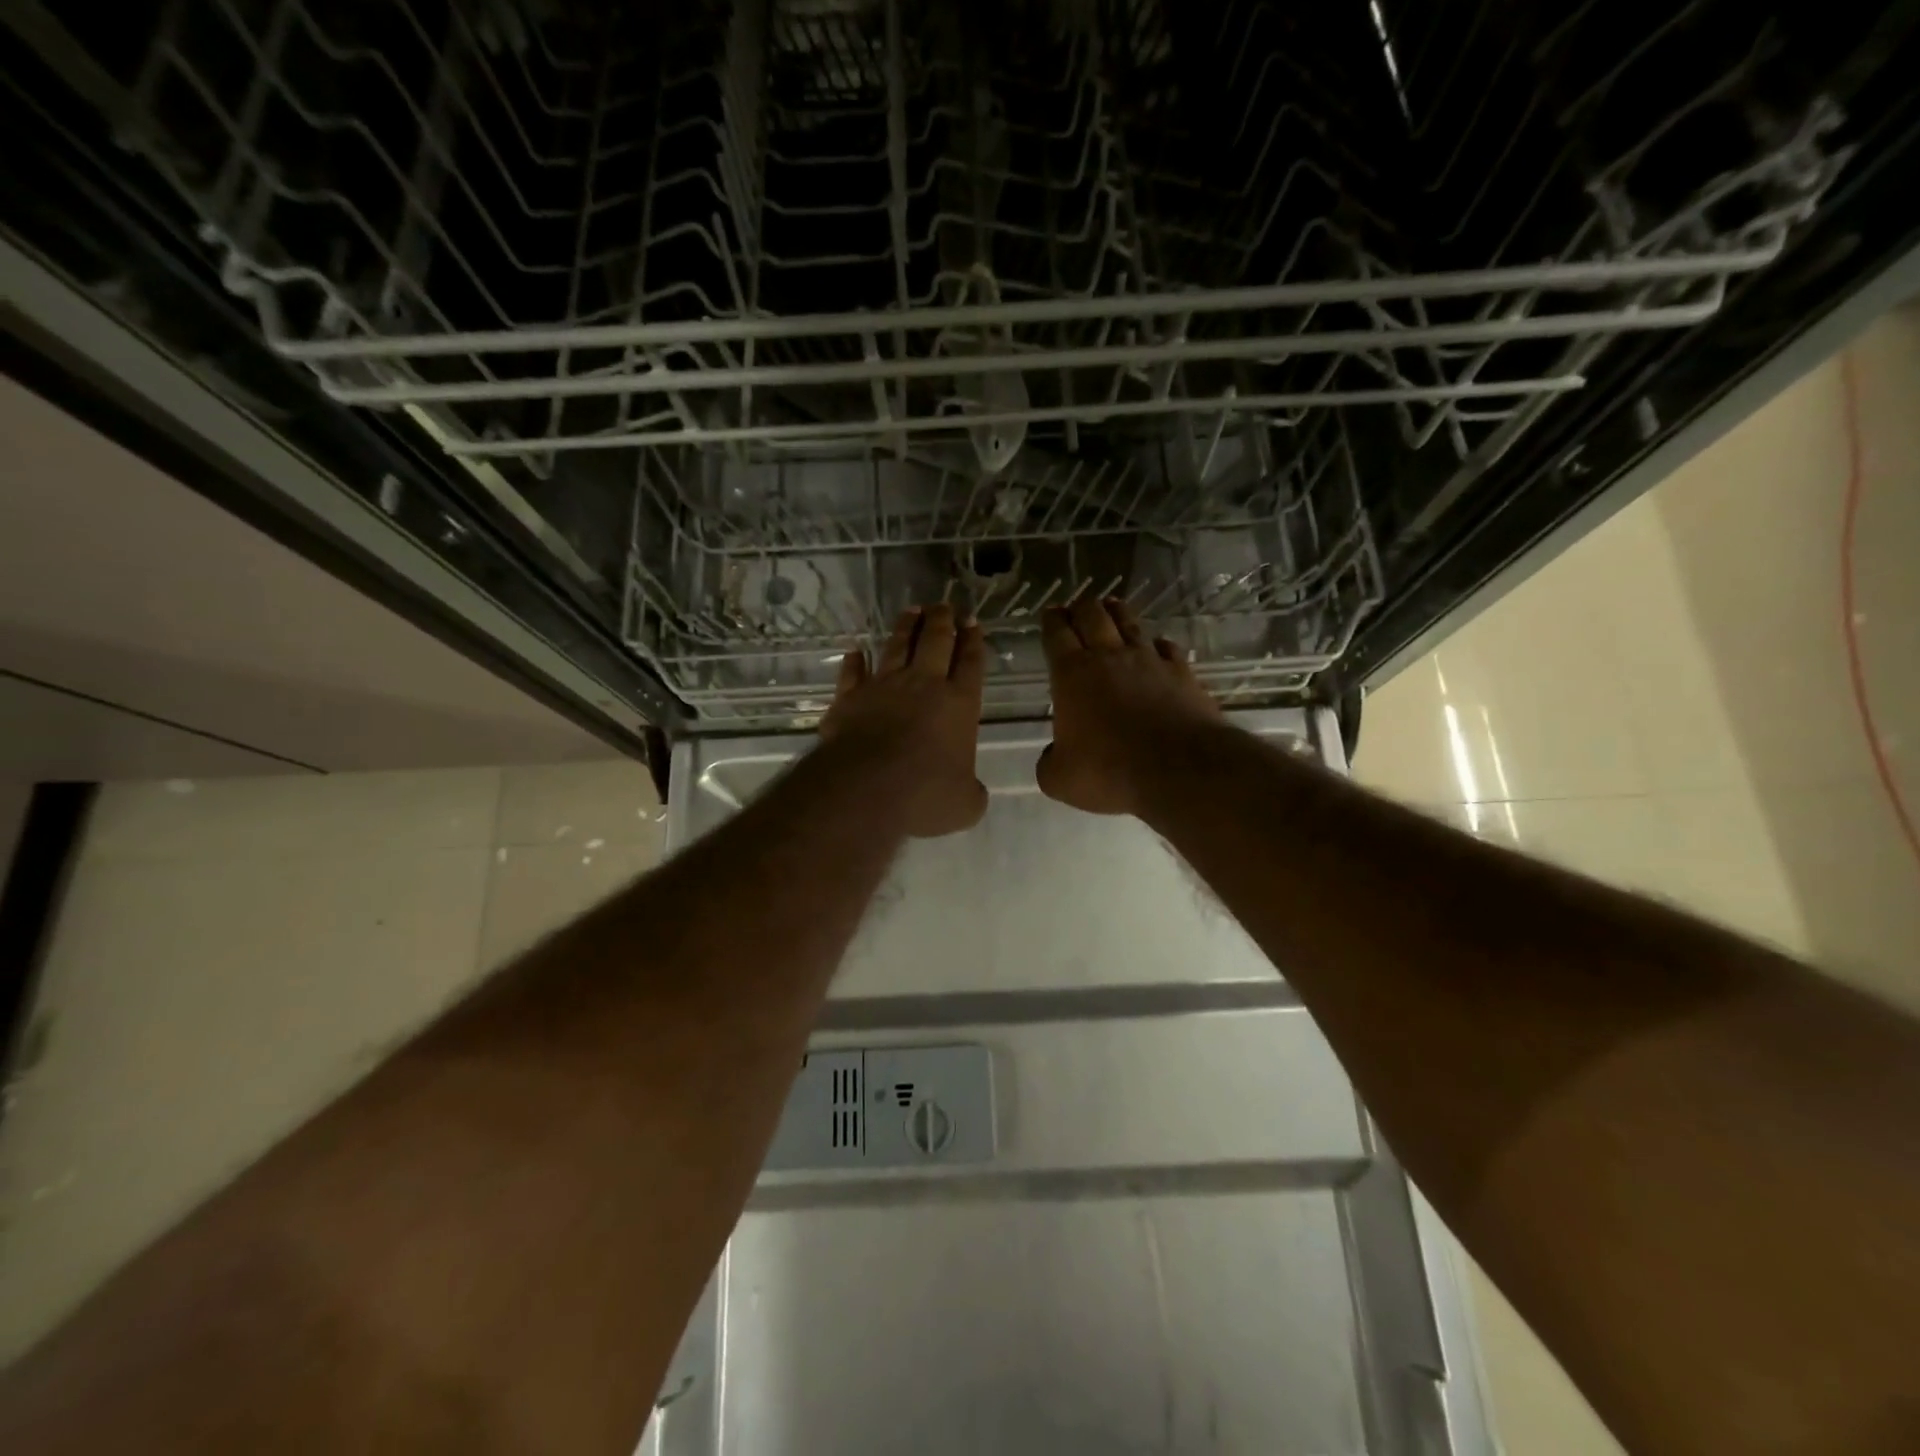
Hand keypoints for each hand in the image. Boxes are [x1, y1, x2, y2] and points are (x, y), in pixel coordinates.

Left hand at [820, 603, 989, 837]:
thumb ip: (973, 793)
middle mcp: (924, 685)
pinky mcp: (849, 697)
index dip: (974, 641)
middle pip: (936, 642)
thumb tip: (972, 792)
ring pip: (897, 646)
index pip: (971, 663)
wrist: (866, 788)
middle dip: (943, 621)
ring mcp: (883, 687)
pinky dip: (854, 661)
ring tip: (912, 610)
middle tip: (945, 605)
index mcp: (960, 704)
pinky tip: (855, 651)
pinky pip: (852, 673)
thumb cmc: (925, 794)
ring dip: (906, 627)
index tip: (973, 622)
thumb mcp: (965, 805)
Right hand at [1037, 597, 1221, 816]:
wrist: (1179, 770)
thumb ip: (1049, 762)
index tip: (1049, 613)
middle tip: (1077, 607)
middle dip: (1081, 607)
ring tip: (1111, 606)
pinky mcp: (1181, 673)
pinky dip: (1157, 644)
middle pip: (1093, 616)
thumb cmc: (1109, 772)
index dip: (1051, 621)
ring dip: (1117, 613)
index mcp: (1072, 675)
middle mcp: (1109, 657)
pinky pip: (1166, 647)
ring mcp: (1149, 661)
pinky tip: (1157, 646)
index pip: (1057, 634)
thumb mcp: (1059, 779)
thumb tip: (1053, 755)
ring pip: (1129, 623)